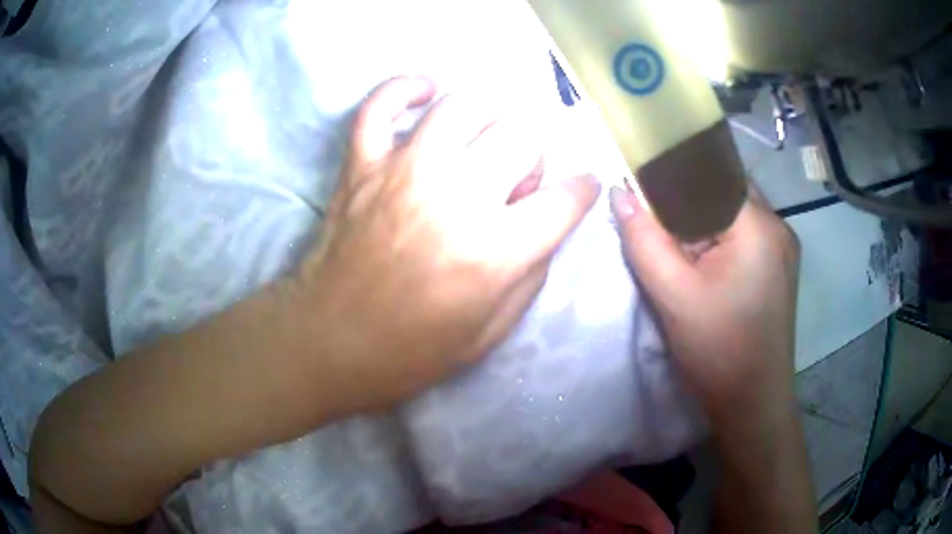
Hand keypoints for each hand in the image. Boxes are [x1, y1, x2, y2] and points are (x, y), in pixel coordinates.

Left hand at [298, 77, 599, 415]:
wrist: (330, 343)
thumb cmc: (412, 350)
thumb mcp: (492, 332)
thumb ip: (533, 271)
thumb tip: (548, 221)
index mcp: (495, 251)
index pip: (566, 198)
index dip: (582, 190)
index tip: (579, 189)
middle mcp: (455, 197)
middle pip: (522, 134)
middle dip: (535, 151)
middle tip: (520, 173)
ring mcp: (403, 172)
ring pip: (463, 106)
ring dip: (487, 116)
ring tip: (483, 138)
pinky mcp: (362, 165)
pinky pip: (381, 104)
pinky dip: (406, 88)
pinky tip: (427, 92)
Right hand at [609, 185, 800, 426]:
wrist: (752, 403)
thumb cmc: (717, 351)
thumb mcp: (673, 296)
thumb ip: (644, 240)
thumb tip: (618, 192)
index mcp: (758, 225)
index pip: (712, 173)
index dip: (674, 172)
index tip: (641, 178)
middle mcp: (778, 226)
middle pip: (725, 190)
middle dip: (687, 198)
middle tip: (653, 212)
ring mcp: (783, 246)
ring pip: (734, 211)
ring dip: (703, 218)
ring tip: (674, 238)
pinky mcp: (779, 266)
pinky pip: (745, 233)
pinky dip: (719, 235)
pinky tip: (701, 258)